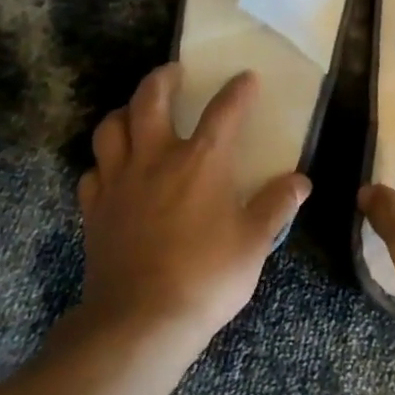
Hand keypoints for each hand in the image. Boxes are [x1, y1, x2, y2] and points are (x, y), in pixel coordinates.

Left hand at [77, 63, 309, 345]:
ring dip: (124, 112)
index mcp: (202, 162)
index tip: (246, 77)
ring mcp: (119, 182)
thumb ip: (277, 206)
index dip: (238, 90)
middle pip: (150, 100)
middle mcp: (156, 159)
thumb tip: (301, 182)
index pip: (224, 111)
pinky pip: (93, 171)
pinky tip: (113, 171)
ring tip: (136, 113)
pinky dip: (103, 163)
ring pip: (111, 128)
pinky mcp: (94, 209)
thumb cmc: (206, 277)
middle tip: (174, 72)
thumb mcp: (254, 243)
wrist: (140, 322)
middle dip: (162, 78)